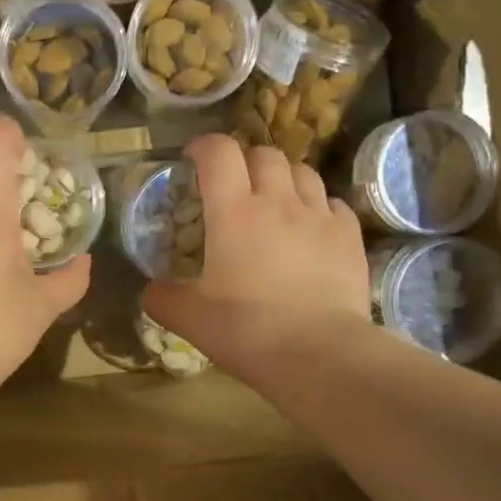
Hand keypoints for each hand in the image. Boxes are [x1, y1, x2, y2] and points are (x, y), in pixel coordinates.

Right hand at [142, 134, 369, 378]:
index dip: (204, 146)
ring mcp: (319, 216)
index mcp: (234, 211)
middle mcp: (278, 201)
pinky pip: (333, 203)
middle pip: (264, 154)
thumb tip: (150, 290)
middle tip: (235, 185)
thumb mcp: (190, 318)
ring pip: (303, 172)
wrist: (320, 354)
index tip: (193, 159)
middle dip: (246, 161)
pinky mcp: (349, 236)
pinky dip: (317, 205)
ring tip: (275, 200)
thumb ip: (162, 298)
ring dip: (284, 178)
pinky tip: (311, 227)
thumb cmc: (247, 330)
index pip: (219, 151)